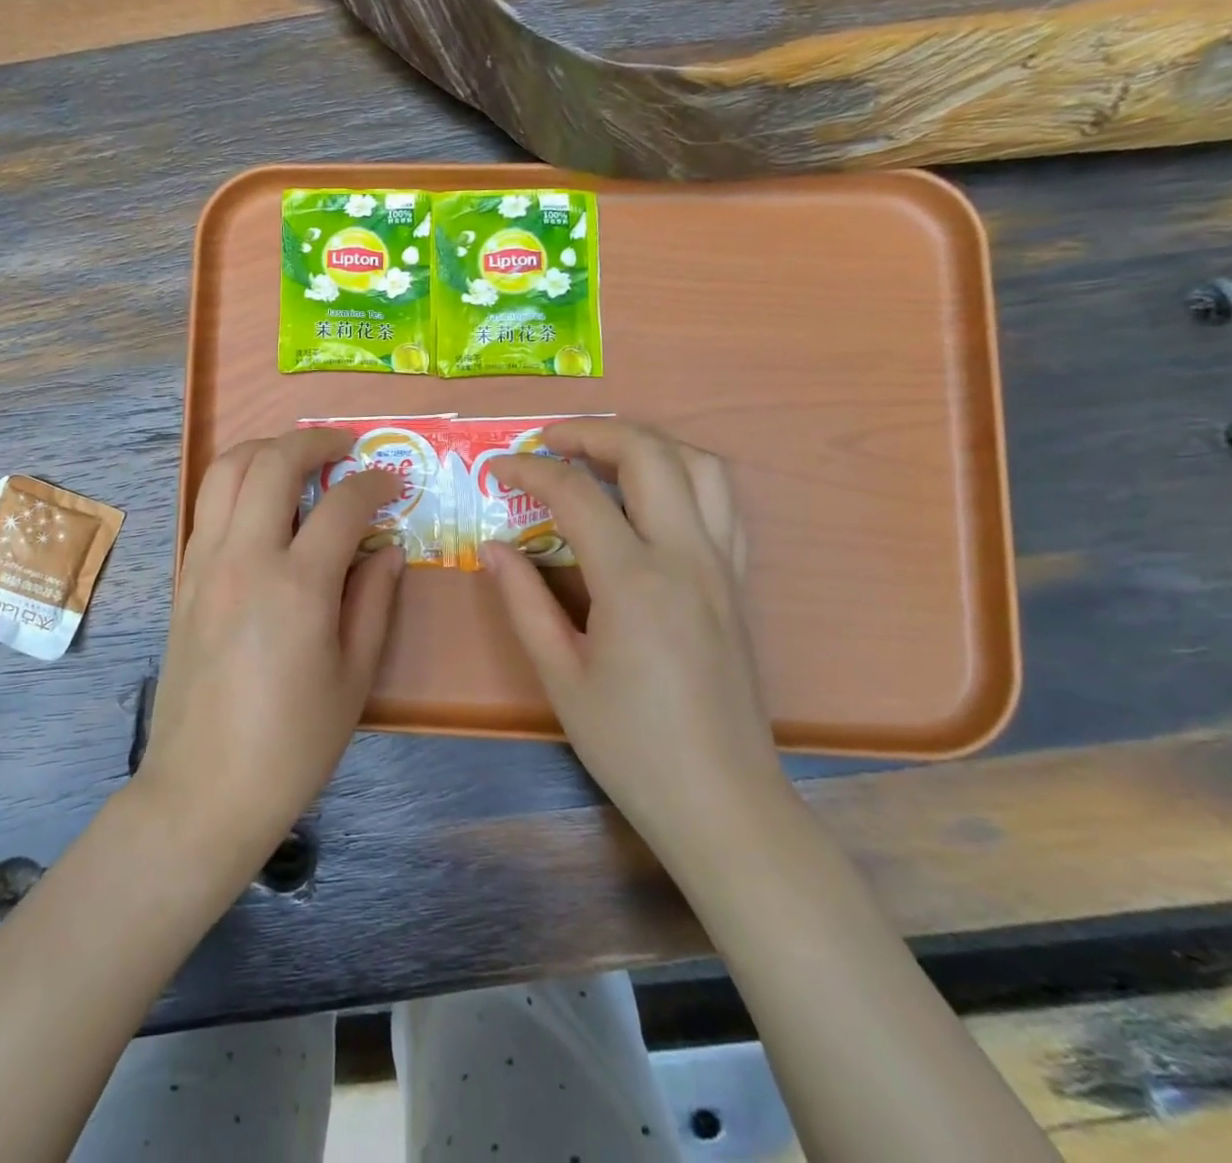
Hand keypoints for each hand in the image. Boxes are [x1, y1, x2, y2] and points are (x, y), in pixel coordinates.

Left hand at [138, 427, 403, 871]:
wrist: (204, 788)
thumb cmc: (292, 744)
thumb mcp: (354, 677)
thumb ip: (374, 600)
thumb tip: (388, 548)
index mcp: (296, 585)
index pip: (342, 505)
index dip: (375, 484)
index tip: (392, 484)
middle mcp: (243, 558)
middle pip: (273, 462)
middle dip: (314, 440)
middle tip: (345, 446)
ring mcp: (204, 563)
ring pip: (226, 470)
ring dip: (266, 450)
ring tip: (297, 457)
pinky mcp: (183, 577)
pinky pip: (207, 505)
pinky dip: (237, 483)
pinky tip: (262, 503)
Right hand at [482, 419, 782, 860]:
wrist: (721, 801)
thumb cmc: (630, 744)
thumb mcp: (560, 674)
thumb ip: (523, 600)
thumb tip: (492, 547)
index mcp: (634, 581)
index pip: (576, 494)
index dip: (529, 470)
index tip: (496, 469)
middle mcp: (686, 557)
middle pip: (649, 454)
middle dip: (592, 431)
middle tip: (549, 441)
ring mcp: (722, 566)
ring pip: (701, 466)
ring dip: (648, 443)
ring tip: (603, 454)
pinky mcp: (738, 582)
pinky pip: (725, 502)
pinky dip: (686, 475)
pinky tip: (653, 495)